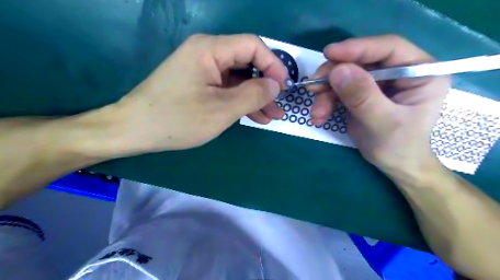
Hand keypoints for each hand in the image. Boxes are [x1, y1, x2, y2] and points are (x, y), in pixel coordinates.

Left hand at [104, 34, 289, 155]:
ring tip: (271, 116)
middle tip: (279, 107)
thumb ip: (253, 94)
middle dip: (266, 86)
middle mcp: (207, 53)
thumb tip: (276, 85)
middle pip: (246, 63)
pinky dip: (241, 101)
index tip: (284, 87)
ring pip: (238, 79)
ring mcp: (202, 69)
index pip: (253, 46)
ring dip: (255, 97)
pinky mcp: (199, 83)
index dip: (273, 65)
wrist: (134, 130)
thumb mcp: (222, 109)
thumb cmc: (177, 119)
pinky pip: (226, 88)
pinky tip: (254, 115)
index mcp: (210, 49)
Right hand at [311, 34, 450, 174]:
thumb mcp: (383, 123)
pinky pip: (338, 90)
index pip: (388, 48)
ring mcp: (378, 83)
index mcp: (419, 72)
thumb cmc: (399, 146)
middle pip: (360, 61)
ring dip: (325, 93)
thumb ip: (362, 97)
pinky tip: (319, 116)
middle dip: (333, 76)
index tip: (329, 53)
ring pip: (344, 76)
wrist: (394, 165)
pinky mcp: (362, 93)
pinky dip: (325, 102)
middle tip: (313, 87)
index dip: (357, 48)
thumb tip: (337, 71)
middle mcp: (398, 72)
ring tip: (316, 113)